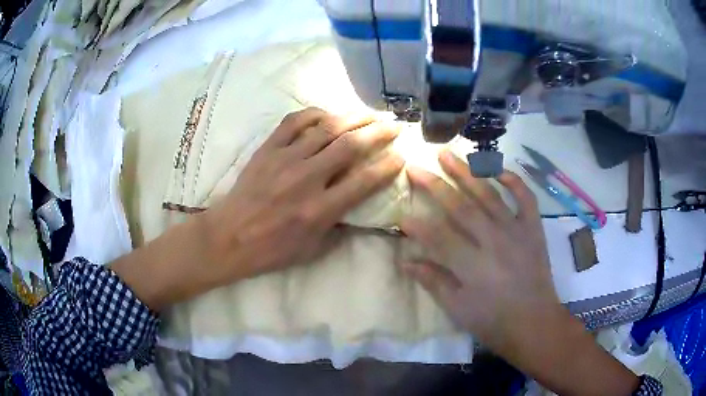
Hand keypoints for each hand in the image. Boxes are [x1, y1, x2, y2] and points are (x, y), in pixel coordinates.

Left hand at [204, 107, 403, 282]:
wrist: (229, 237)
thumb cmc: (272, 249)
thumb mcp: (312, 250)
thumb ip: (339, 227)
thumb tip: (357, 206)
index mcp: (320, 210)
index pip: (365, 181)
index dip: (388, 166)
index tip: (400, 156)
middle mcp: (306, 179)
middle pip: (350, 146)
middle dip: (378, 132)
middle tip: (394, 125)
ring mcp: (285, 159)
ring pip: (326, 128)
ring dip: (353, 117)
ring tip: (370, 113)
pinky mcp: (267, 149)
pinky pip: (294, 122)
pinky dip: (314, 114)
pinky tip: (327, 114)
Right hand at [400, 149, 556, 344]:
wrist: (534, 322)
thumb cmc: (492, 321)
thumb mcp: (458, 309)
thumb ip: (433, 281)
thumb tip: (406, 261)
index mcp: (472, 265)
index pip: (438, 237)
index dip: (417, 225)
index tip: (400, 213)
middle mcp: (493, 241)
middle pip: (460, 207)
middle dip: (435, 185)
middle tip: (415, 167)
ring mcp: (516, 231)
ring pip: (489, 195)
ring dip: (466, 172)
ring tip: (448, 154)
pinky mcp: (533, 229)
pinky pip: (526, 198)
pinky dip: (514, 180)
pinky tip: (499, 168)